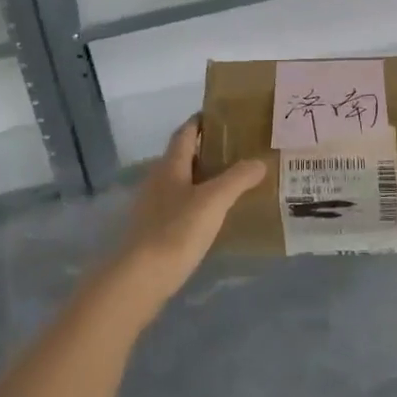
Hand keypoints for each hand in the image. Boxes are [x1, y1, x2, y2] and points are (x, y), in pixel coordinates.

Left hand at [102, 116, 264, 325]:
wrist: (138, 280)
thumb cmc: (175, 231)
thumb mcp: (213, 202)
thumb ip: (237, 179)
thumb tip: (259, 161)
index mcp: (170, 165)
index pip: (186, 132)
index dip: (202, 121)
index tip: (225, 115)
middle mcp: (158, 180)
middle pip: (183, 156)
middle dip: (208, 149)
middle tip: (239, 149)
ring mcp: (153, 207)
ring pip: (182, 182)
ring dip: (204, 177)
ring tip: (233, 180)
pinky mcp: (153, 231)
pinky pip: (180, 206)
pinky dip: (198, 203)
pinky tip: (214, 215)